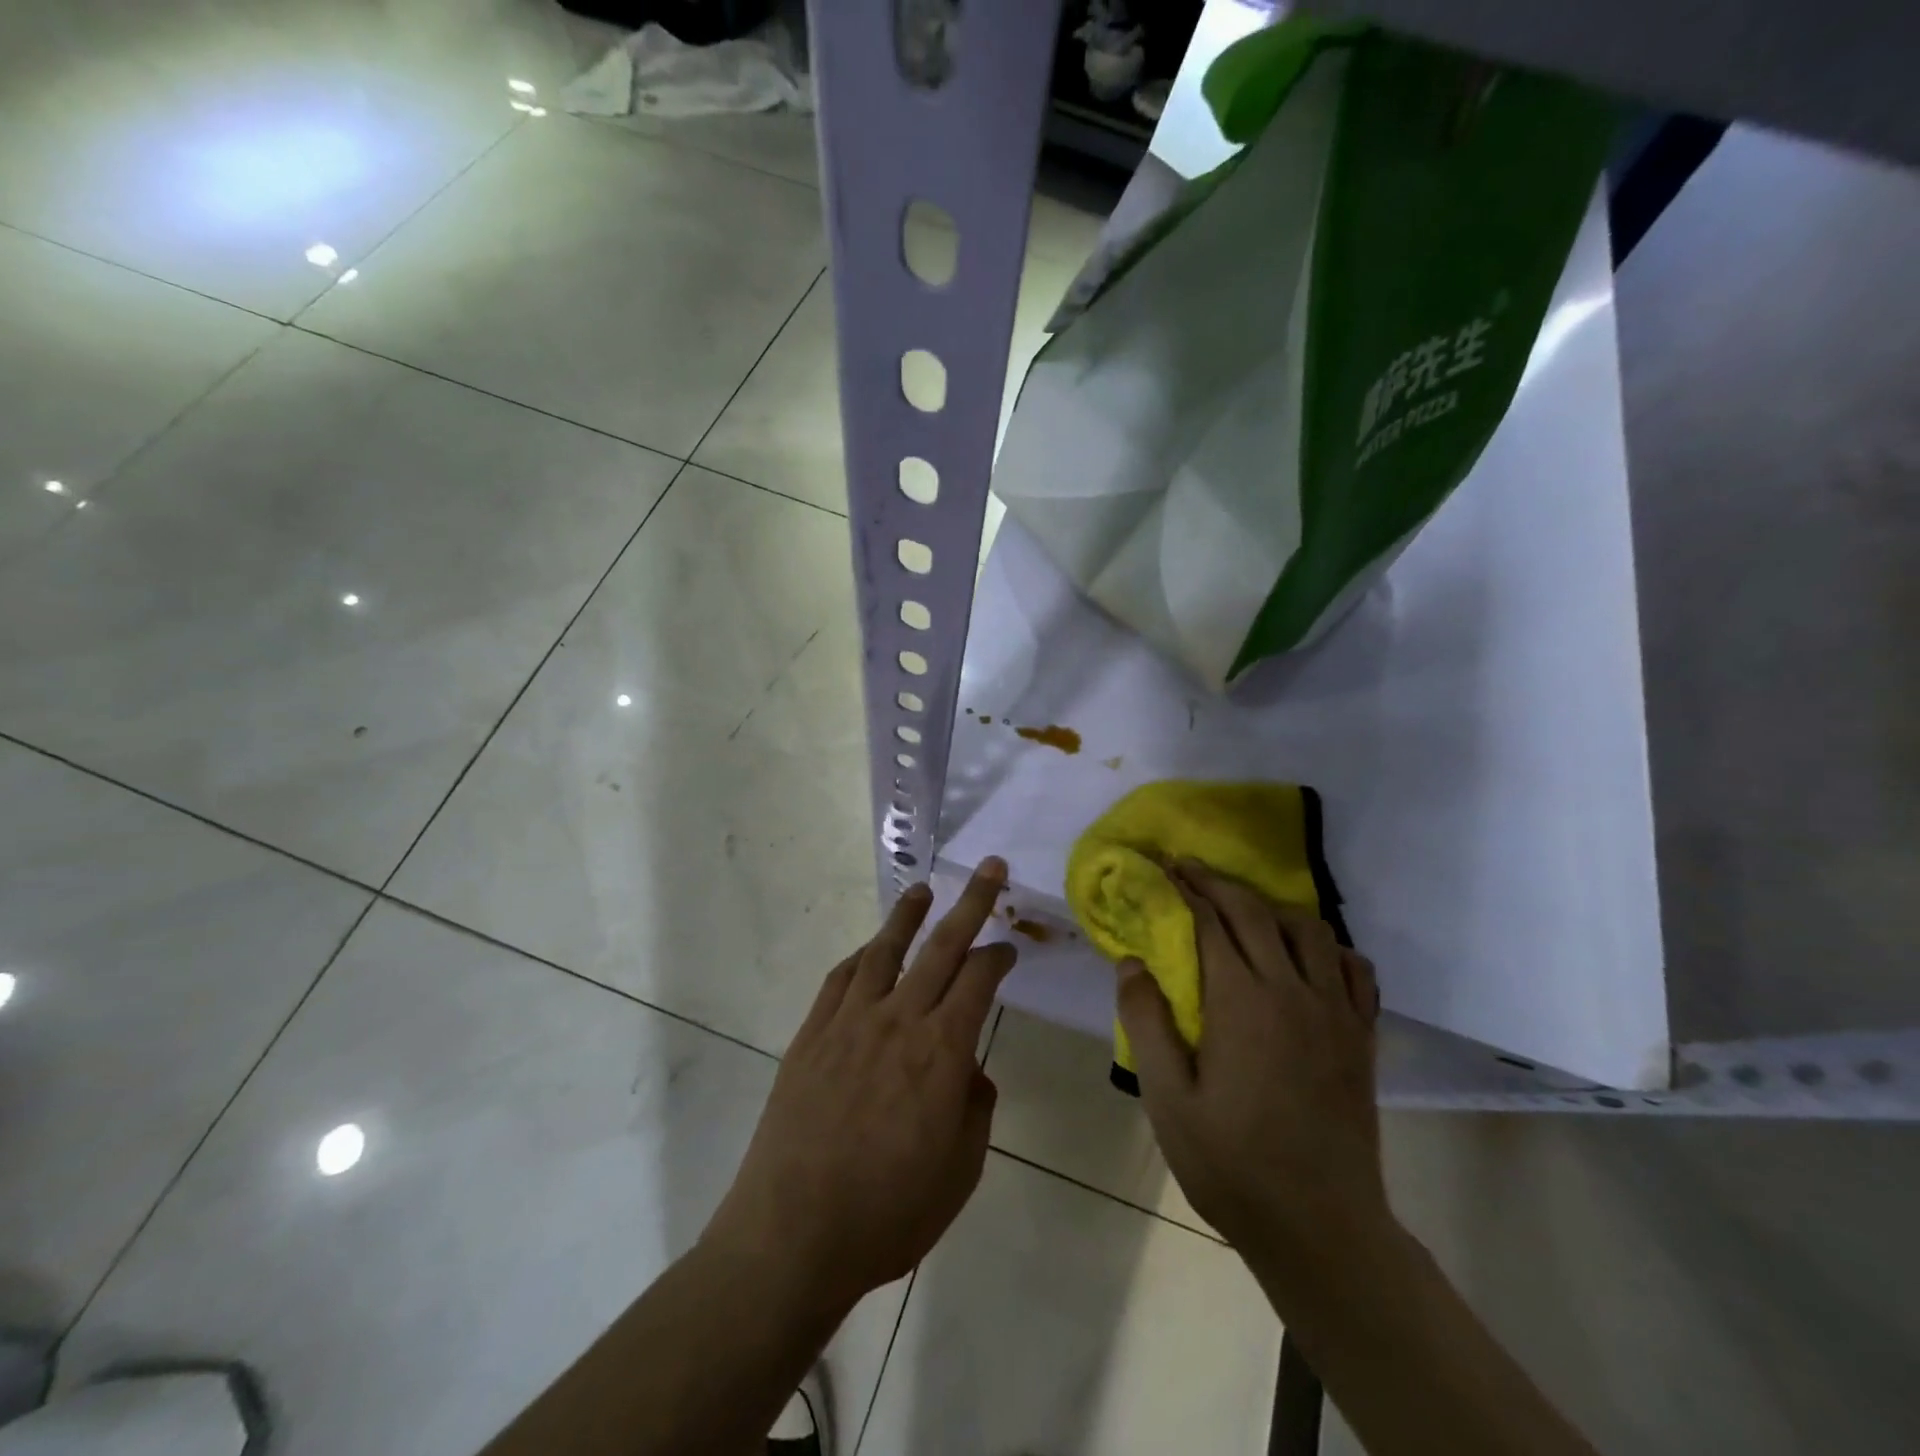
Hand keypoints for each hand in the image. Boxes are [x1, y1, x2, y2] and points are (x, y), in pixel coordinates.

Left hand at [705, 860, 1016, 1314]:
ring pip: (886, 950)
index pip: (979, 980)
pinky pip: (841, 979)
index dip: (999, 955)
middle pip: (942, 946)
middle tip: (990, 867)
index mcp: (942, 1051)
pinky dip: (861, 956)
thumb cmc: (889, 1212)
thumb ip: (975, 1108)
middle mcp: (899, 1020)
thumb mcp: (960, 1171)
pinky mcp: (812, 1034)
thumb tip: (969, 1070)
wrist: (793, 1234)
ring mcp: (850, 1021)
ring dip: (908, 915)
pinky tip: (870, 949)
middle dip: (971, 902)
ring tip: (923, 889)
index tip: (1009, 946)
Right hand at [1116, 862, 1389, 1283]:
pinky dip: (1327, 946)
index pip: (1211, 922)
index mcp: (1242, 1001)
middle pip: (1256, 913)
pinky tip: (1308, 954)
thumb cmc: (1231, 1162)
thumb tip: (1133, 961)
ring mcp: (1334, 1012)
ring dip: (1272, 907)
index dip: (1186, 889)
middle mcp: (1292, 991)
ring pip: (1309, 930)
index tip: (1166, 867)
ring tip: (1244, 908)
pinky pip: (1353, 969)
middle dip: (1219, 883)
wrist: (1320, 1225)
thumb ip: (1147, 1021)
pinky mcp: (1360, 1036)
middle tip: (1191, 868)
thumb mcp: (1167, 1097)